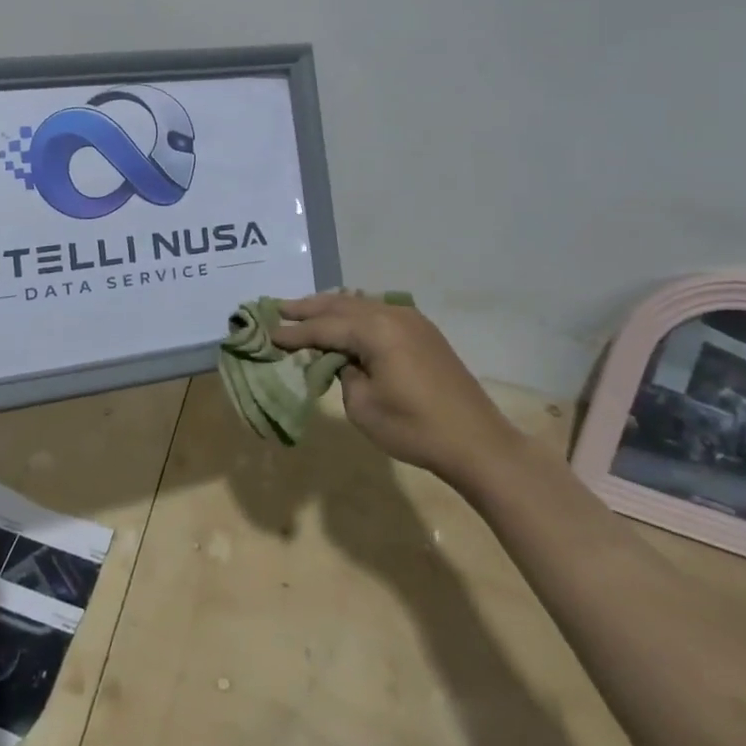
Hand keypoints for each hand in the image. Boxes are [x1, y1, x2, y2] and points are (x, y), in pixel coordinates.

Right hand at [274, 292, 509, 477]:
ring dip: (332, 307)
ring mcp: (411, 320)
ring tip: (305, 310)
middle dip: (309, 308)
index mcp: (375, 330)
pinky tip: (345, 319)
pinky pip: (379, 311)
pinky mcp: (424, 332)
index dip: (295, 332)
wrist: (477, 442)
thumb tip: (341, 360)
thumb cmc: (415, 428)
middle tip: (278, 308)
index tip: (268, 333)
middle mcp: (392, 314)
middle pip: (341, 305)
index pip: (324, 327)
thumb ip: (343, 374)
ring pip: (361, 303)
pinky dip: (355, 313)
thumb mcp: (363, 406)